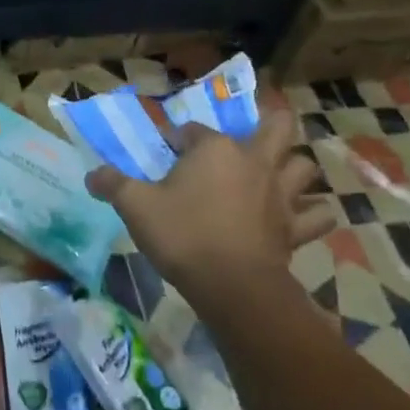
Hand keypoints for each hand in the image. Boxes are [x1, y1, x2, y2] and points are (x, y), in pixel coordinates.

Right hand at [86, 113, 334, 319]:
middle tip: (255, 133)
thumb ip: (113, 185)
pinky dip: (315, 213)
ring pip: (304, 167)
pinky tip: (305, 215)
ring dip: (295, 166)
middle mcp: (252, 162)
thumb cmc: (183, 235)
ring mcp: (280, 194)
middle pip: (276, 128)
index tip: (168, 151)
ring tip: (282, 172)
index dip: (179, 138)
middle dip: (271, 123)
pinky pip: (318, 216)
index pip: (193, 130)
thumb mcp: (135, 206)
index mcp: (213, 149)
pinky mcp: (296, 228)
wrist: (233, 286)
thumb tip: (91, 175)